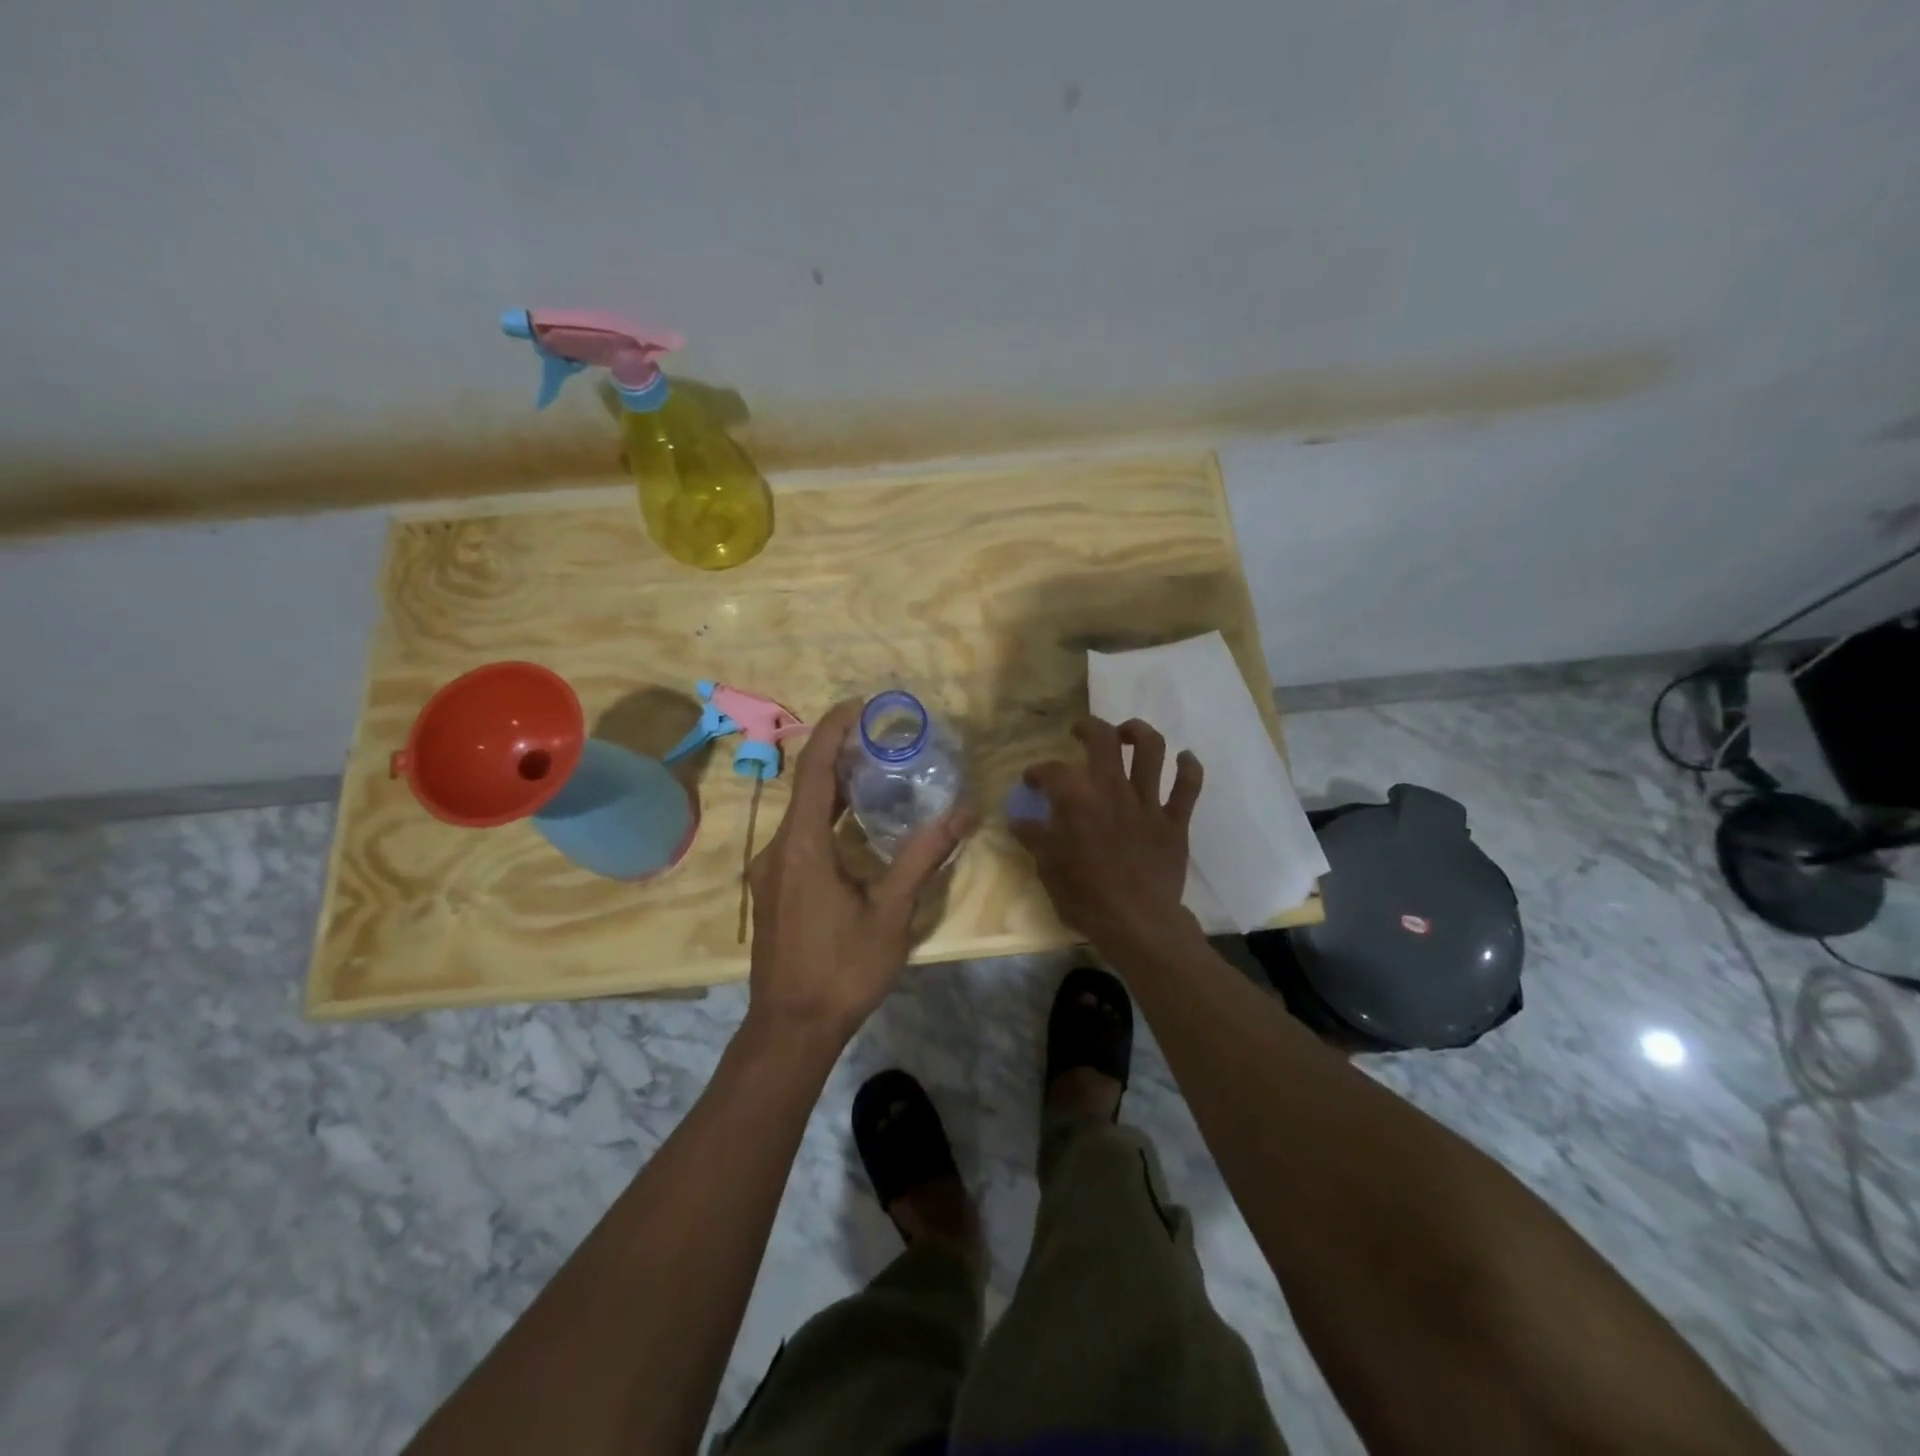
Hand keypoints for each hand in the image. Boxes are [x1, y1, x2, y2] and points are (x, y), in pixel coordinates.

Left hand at [746, 699, 972, 1042]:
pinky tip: (858, 824)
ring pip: (803, 813)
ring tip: (877, 770)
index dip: (833, 731)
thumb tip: (962, 812)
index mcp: (802, 847)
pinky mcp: (775, 887)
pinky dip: (828, 817)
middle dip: (840, 754)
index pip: (815, 771)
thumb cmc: (841, 971)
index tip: (859, 705)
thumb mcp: (890, 914)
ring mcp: (772, 870)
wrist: (790, 1029)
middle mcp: (779, 849)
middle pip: (807, 786)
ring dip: (835, 788)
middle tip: (881, 736)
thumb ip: (922, 858)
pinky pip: (800, 836)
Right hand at [1011, 717, 1202, 952]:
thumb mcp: (1048, 868)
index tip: (1031, 781)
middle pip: (1104, 739)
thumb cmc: (1085, 898)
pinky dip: (1189, 768)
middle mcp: (1112, 790)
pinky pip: (1188, 786)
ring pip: (1151, 750)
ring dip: (1139, 733)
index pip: (1052, 771)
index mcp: (1077, 800)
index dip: (1038, 772)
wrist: (1137, 924)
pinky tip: (1184, 759)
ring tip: (1128, 734)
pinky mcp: (1175, 821)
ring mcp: (1148, 803)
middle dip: (1089, 728)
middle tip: (1080, 732)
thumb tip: (1017, 820)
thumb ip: (1034, 838)